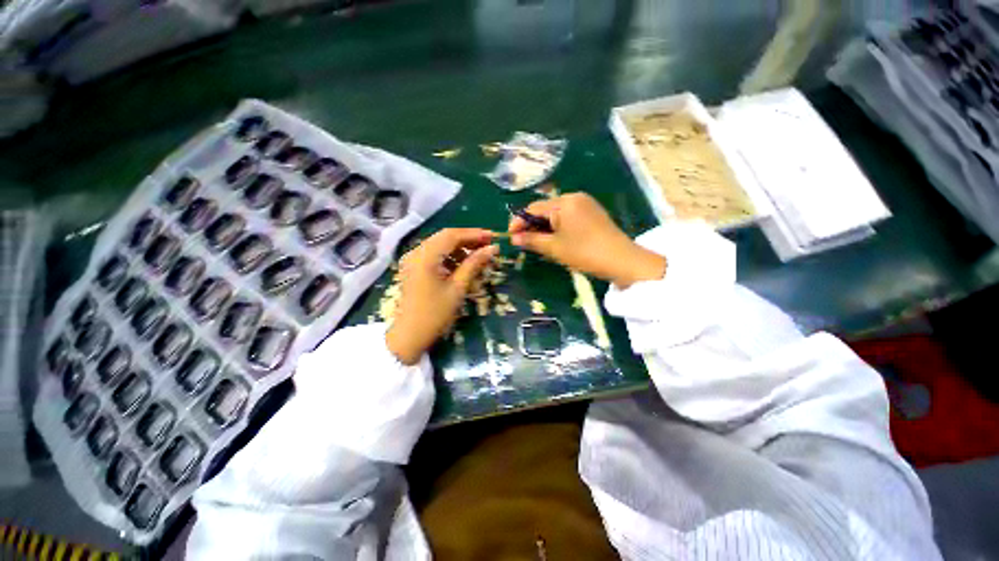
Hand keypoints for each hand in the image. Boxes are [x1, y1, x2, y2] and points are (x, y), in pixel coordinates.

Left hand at [385, 228, 498, 364]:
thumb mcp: (458, 288)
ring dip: (459, 248)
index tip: (493, 237)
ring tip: (478, 256)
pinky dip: (449, 257)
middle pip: (445, 237)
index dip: (474, 234)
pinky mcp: (413, 268)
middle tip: (488, 245)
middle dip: (468, 239)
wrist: (410, 336)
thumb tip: (493, 249)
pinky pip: (433, 255)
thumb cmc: (435, 314)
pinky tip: (462, 265)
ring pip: (439, 245)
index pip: (452, 235)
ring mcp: (412, 260)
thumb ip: (474, 264)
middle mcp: (415, 253)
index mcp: (425, 256)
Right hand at [509, 193, 665, 287]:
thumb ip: (531, 240)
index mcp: (564, 202)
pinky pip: (568, 217)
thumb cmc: (584, 252)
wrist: (621, 261)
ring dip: (544, 227)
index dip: (519, 222)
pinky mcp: (592, 213)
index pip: (533, 208)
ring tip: (538, 243)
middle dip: (532, 225)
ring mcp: (585, 204)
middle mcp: (574, 197)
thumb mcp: (554, 247)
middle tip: (524, 242)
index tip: (510, 236)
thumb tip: (514, 238)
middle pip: (544, 209)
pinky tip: (555, 239)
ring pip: (556, 214)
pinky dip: (557, 227)